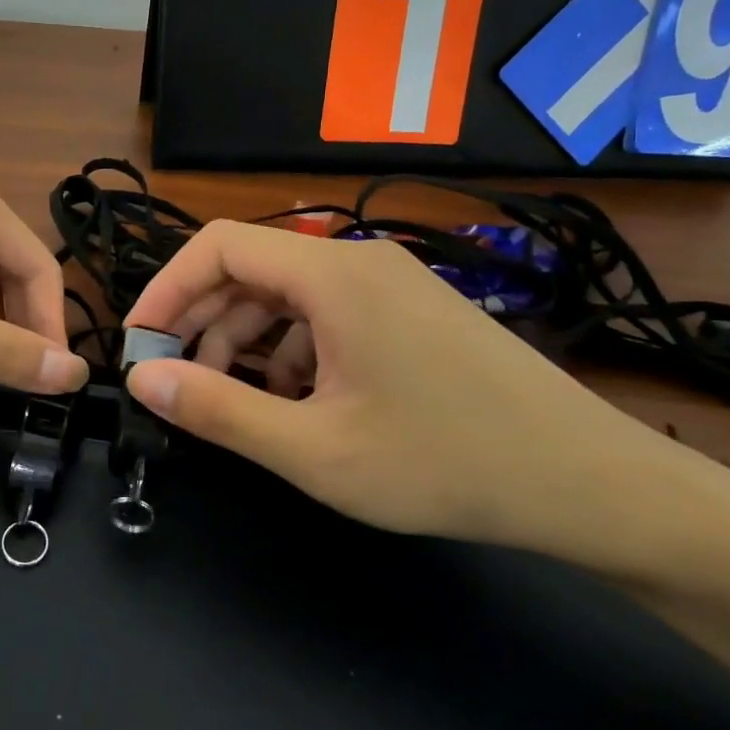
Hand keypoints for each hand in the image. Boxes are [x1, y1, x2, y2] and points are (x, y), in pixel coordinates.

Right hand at [121, 220, 662, 553]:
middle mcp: (358, 260)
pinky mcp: (410, 311)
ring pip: (287, 294)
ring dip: (246, 342)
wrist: (588, 484)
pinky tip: (299, 404)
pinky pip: (327, 314)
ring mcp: (390, 283)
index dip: (166, 290)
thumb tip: (142, 379)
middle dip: (202, 323)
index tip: (140, 346)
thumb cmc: (443, 463)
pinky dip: (293, 350)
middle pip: (251, 268)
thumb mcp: (313, 448)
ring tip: (236, 403)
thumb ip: (216, 410)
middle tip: (177, 384)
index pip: (218, 246)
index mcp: (332, 273)